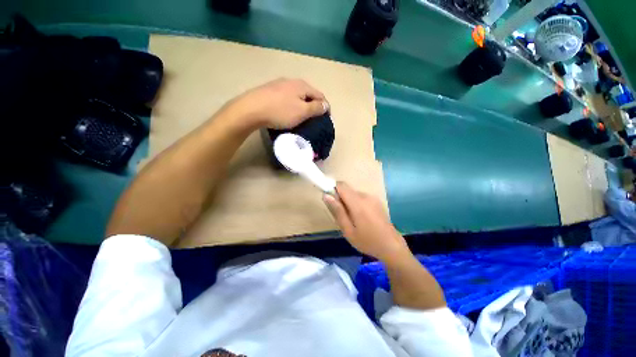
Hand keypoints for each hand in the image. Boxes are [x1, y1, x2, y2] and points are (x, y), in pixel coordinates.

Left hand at [229, 78, 328, 129]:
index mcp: (302, 85)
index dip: (325, 106)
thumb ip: (315, 108)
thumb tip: (326, 105)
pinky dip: (292, 104)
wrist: (251, 109)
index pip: (320, 95)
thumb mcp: (302, 112)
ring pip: (297, 95)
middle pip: (309, 93)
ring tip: (302, 116)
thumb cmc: (280, 111)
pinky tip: (288, 111)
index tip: (326, 118)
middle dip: (314, 105)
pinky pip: (287, 97)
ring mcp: (279, 84)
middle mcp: (292, 81)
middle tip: (314, 118)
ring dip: (303, 104)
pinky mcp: (270, 90)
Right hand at [323, 182, 408, 261]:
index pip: (341, 185)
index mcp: (358, 202)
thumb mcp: (348, 230)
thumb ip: (337, 211)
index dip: (333, 189)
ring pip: (354, 194)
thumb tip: (326, 195)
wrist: (392, 246)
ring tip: (353, 220)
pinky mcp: (376, 201)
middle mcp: (365, 196)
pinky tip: (361, 219)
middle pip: (347, 190)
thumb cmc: (367, 241)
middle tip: (342, 216)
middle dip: (341, 199)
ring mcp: (372, 198)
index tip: (330, 201)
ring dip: (349, 202)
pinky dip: (356, 204)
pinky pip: (361, 198)